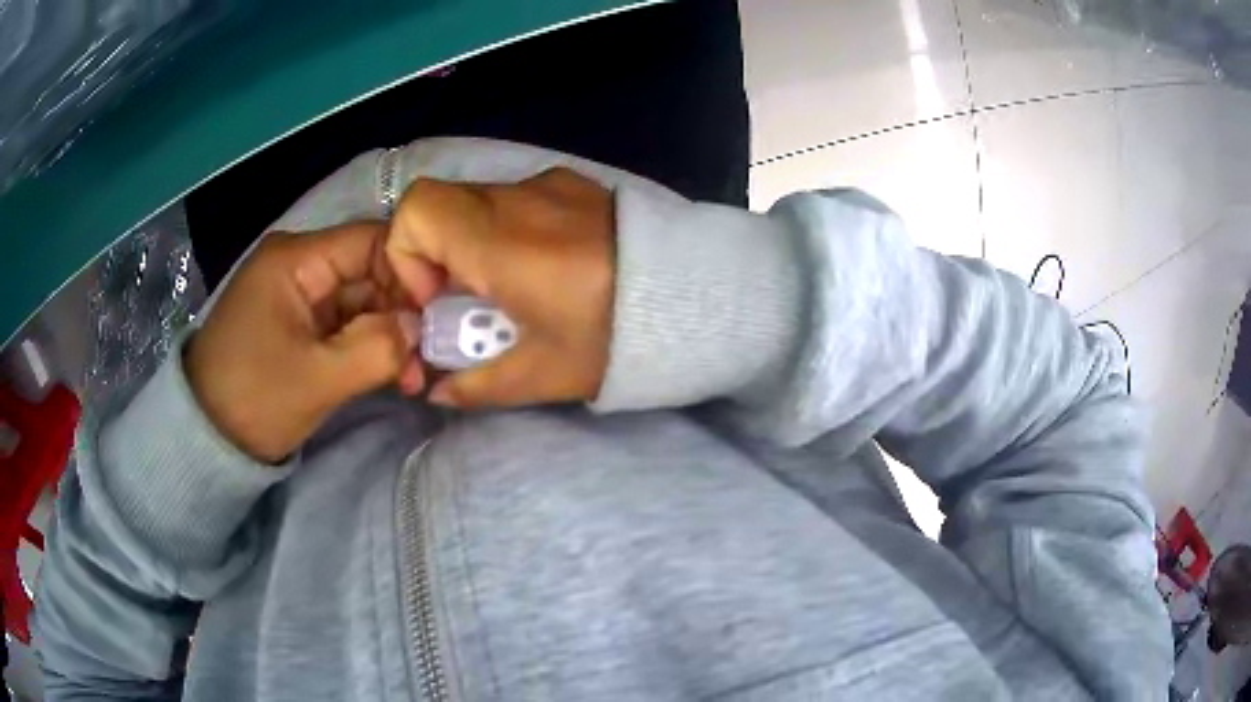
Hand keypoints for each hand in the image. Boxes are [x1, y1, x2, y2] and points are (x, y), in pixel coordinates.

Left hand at [185, 223, 424, 461]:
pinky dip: (369, 346)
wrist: (206, 439)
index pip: (371, 242)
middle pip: (369, 272)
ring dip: (389, 335)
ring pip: (361, 301)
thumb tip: (422, 329)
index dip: (411, 273)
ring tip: (413, 376)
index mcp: (295, 260)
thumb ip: (377, 349)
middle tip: (429, 360)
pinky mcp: (298, 323)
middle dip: (402, 314)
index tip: (441, 316)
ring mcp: (298, 295)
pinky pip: (345, 323)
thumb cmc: (253, 399)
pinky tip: (392, 374)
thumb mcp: (317, 379)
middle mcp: (298, 265)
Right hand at [386, 168, 614, 408]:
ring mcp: (550, 183)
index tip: (439, 300)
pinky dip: (509, 230)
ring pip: (479, 201)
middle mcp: (519, 198)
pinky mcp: (576, 184)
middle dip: (437, 254)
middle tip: (471, 300)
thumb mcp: (541, 374)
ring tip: (513, 288)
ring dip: (474, 243)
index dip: (408, 255)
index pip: (416, 210)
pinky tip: (549, 267)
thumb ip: (476, 385)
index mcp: (500, 241)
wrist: (695, 295)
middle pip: (442, 205)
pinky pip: (518, 200)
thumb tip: (437, 390)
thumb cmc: (616, 338)